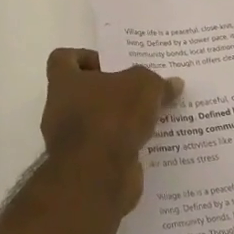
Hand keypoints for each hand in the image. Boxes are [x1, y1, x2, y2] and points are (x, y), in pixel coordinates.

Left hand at [39, 48, 181, 213]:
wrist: (98, 176)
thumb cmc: (112, 117)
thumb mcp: (143, 87)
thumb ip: (157, 82)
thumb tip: (174, 83)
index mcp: (64, 82)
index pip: (63, 59)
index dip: (85, 57)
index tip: (111, 64)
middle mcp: (60, 109)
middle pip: (83, 92)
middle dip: (111, 92)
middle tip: (140, 91)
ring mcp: (70, 141)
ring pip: (96, 122)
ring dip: (120, 121)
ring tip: (151, 117)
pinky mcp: (85, 166)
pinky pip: (106, 149)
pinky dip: (123, 146)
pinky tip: (149, 143)